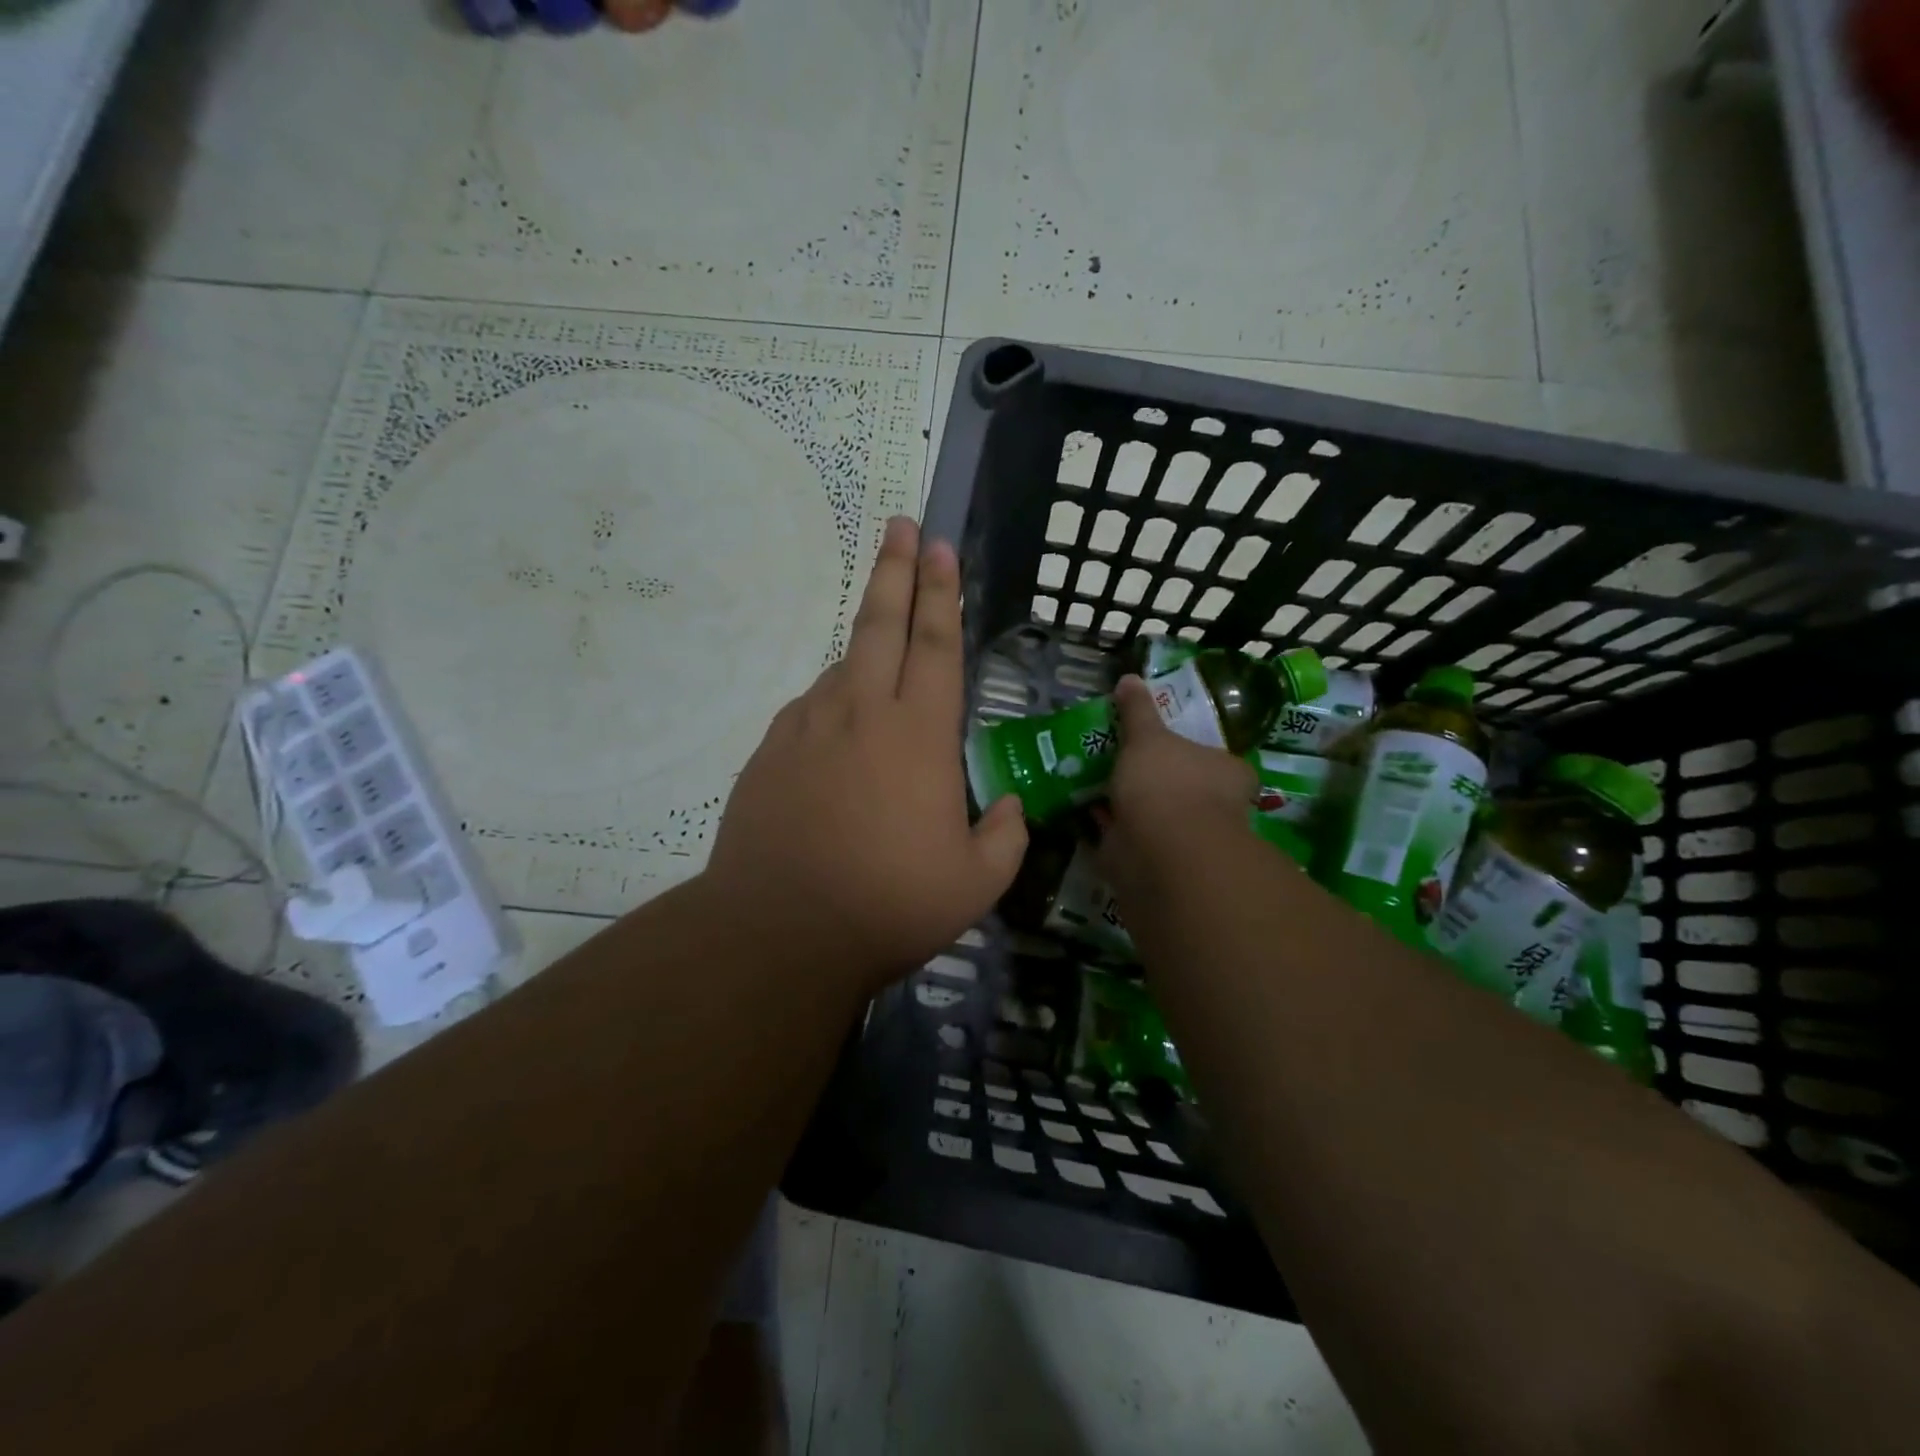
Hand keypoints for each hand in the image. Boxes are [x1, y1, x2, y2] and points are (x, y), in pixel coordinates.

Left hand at [702, 516, 1027, 989]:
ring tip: (883, 656)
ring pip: (843, 666)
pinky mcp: (771, 751)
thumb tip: (1012, 806)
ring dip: (865, 645)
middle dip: (896, 570)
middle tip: (901, 525)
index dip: (942, 593)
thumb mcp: (975, 883)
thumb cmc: (889, 904)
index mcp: (920, 735)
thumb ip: (1005, 837)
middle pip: (881, 625)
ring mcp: (809, 727)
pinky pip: (811, 709)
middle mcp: (863, 713)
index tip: (939, 546)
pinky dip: (832, 704)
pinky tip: (839, 729)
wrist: (779, 930)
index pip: (937, 645)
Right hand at [1098, 674, 1256, 902]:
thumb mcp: (1148, 735)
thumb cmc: (1167, 783)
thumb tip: (1129, 678)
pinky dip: (1111, 827)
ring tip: (1095, 783)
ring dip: (1129, 804)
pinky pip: (1131, 837)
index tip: (1159, 743)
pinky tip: (1086, 812)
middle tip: (1119, 760)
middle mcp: (1216, 807)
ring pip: (1155, 813)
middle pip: (1183, 787)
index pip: (1214, 758)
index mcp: (1228, 773)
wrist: (1160, 850)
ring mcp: (1187, 838)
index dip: (1188, 751)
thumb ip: (1138, 710)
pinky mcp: (1156, 861)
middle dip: (1154, 779)